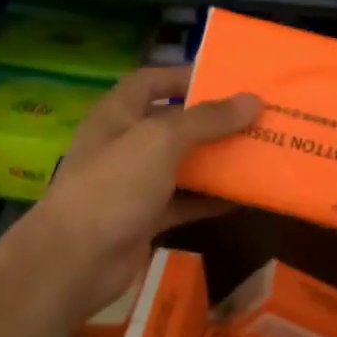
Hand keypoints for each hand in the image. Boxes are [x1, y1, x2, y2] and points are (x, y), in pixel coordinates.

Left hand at [24, 65, 259, 317]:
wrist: (77, 259)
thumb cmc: (114, 186)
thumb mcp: (160, 141)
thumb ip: (206, 120)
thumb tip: (253, 100)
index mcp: (118, 114)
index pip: (150, 82)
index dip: (183, 77)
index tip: (226, 80)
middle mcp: (125, 145)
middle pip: (171, 124)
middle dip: (210, 122)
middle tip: (255, 118)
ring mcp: (134, 184)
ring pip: (181, 165)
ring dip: (215, 161)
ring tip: (258, 153)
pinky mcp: (146, 218)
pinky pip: (184, 202)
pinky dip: (210, 200)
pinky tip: (243, 198)